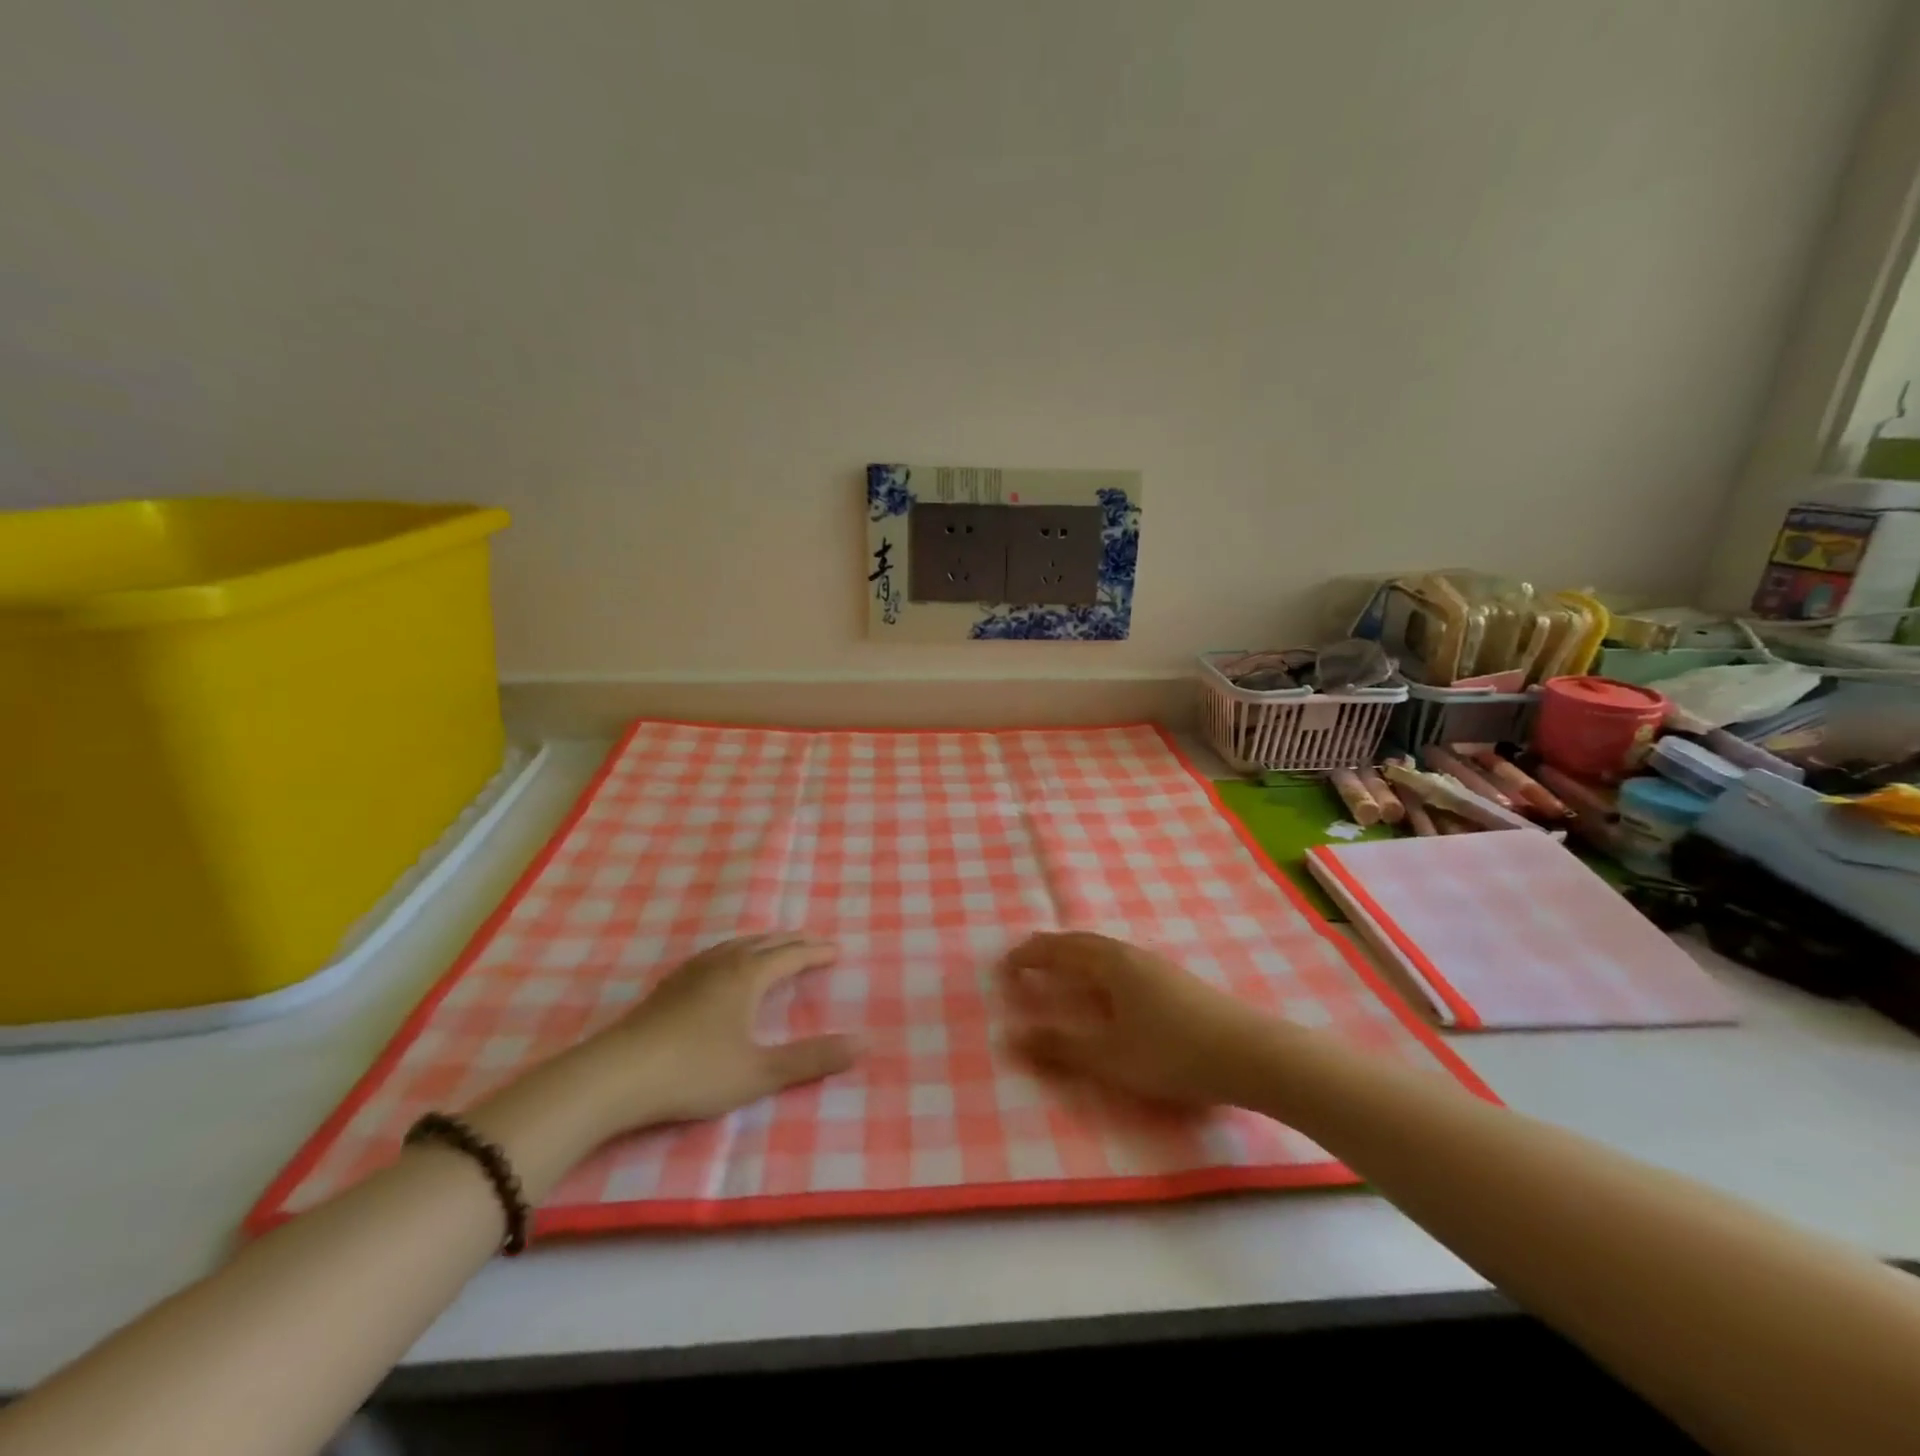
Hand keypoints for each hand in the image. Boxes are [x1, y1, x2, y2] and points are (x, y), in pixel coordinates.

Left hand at [571, 933, 861, 1128]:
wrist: (615, 1076)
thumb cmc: (694, 1072)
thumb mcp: (759, 1072)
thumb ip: (812, 1058)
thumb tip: (865, 1043)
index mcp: (748, 976)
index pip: (791, 955)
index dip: (816, 953)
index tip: (837, 951)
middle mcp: (723, 964)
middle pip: (765, 942)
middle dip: (793, 942)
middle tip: (814, 944)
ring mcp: (691, 972)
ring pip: (736, 944)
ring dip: (763, 942)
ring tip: (774, 946)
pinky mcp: (668, 986)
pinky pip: (715, 954)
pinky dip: (735, 951)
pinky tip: (723, 966)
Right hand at [1000, 932, 1287, 1108]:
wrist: (1251, 1053)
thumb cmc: (1172, 1052)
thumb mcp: (1109, 1056)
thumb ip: (1060, 1046)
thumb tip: (1010, 1035)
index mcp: (1110, 963)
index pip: (1058, 950)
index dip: (1028, 957)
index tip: (1003, 967)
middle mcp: (1130, 955)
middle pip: (1081, 943)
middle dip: (1049, 950)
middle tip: (1026, 961)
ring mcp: (1157, 966)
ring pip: (1105, 952)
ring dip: (1076, 958)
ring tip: (1062, 973)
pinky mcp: (1176, 982)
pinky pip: (1122, 964)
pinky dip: (1099, 969)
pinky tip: (1110, 991)